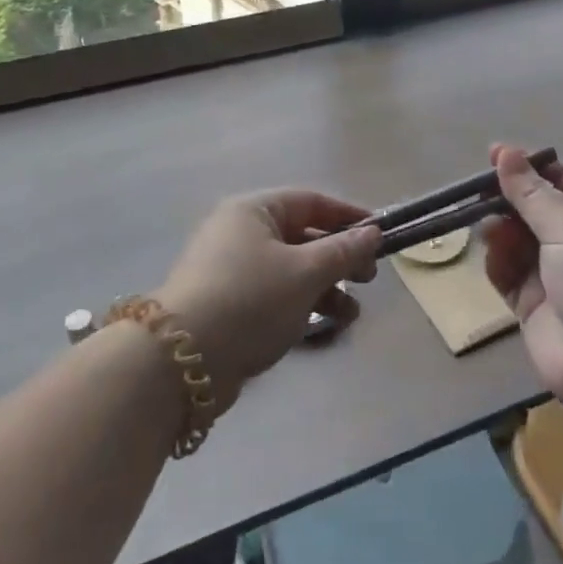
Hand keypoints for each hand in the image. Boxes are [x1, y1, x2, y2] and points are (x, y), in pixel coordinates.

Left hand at [155, 190, 379, 403]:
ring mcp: (231, 271)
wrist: (182, 362)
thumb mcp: (306, 272)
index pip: (310, 201)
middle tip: (368, 279)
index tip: (380, 235)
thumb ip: (344, 251)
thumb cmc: (251, 299)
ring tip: (351, 314)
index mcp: (254, 211)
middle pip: (302, 236)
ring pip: (291, 270)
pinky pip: (275, 295)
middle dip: (339, 258)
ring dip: (326, 288)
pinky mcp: (228, 305)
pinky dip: (301, 305)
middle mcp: (240, 233)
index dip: (348, 216)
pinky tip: (325, 327)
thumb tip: (373, 232)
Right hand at [483, 144, 562, 417]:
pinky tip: (492, 255)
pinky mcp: (536, 305)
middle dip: (509, 199)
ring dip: (502, 231)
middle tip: (477, 193)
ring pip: (519, 240)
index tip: (494, 156)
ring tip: (488, 228)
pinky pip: (509, 274)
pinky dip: (498, 263)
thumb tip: (506, 153)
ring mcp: (558, 274)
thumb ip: (532, 193)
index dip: (529, 166)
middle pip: (537, 208)